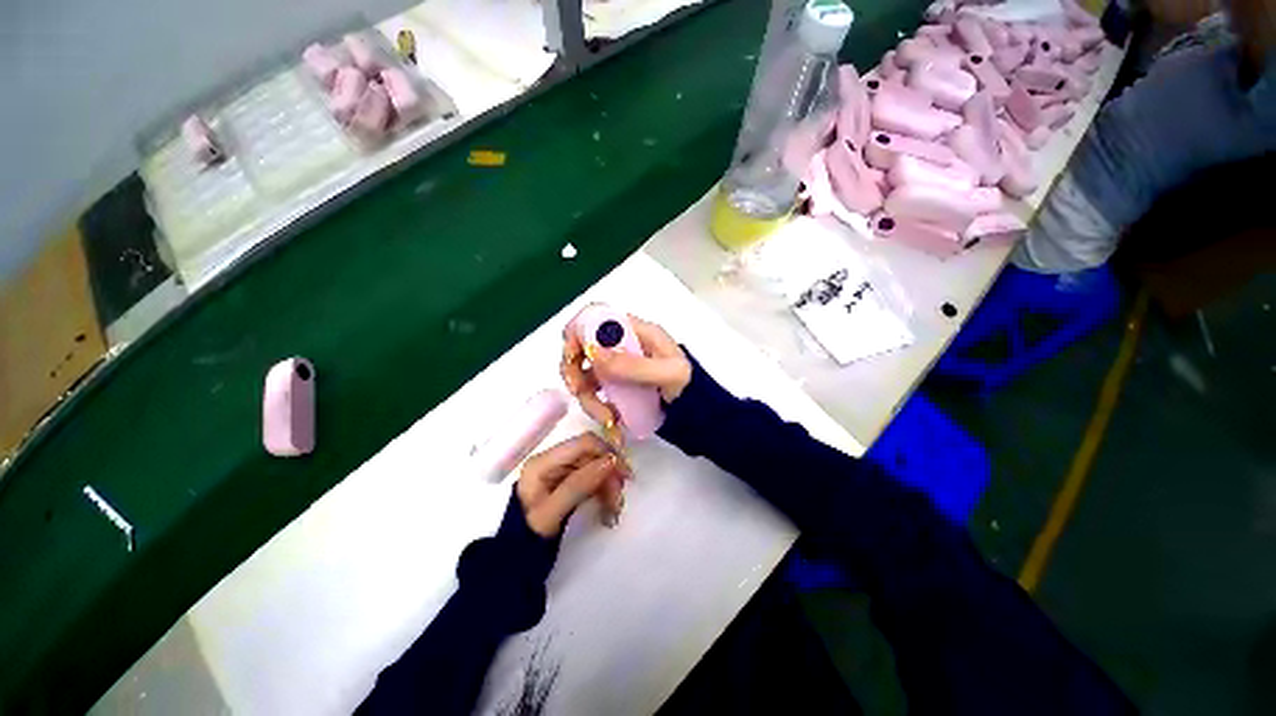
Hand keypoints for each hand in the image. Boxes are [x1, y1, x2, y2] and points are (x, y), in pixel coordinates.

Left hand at [517, 433, 629, 535]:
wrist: (516, 557)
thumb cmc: (528, 536)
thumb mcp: (551, 514)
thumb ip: (578, 485)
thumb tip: (609, 461)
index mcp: (544, 461)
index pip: (584, 443)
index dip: (608, 453)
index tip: (625, 475)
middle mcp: (554, 459)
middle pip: (593, 455)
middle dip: (610, 475)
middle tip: (618, 501)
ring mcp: (562, 470)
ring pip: (597, 467)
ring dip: (610, 486)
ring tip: (614, 511)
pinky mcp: (569, 480)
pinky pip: (594, 479)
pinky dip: (605, 492)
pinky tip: (608, 509)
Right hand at [560, 313, 691, 431]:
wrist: (697, 411)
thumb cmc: (689, 386)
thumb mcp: (667, 373)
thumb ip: (633, 365)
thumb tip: (592, 352)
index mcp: (636, 331)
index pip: (597, 317)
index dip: (578, 331)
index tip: (574, 357)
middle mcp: (622, 345)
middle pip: (582, 346)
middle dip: (574, 369)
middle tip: (578, 391)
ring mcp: (617, 366)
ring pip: (584, 373)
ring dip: (587, 396)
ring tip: (606, 417)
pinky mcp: (616, 385)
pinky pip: (594, 392)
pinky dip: (596, 406)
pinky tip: (611, 418)